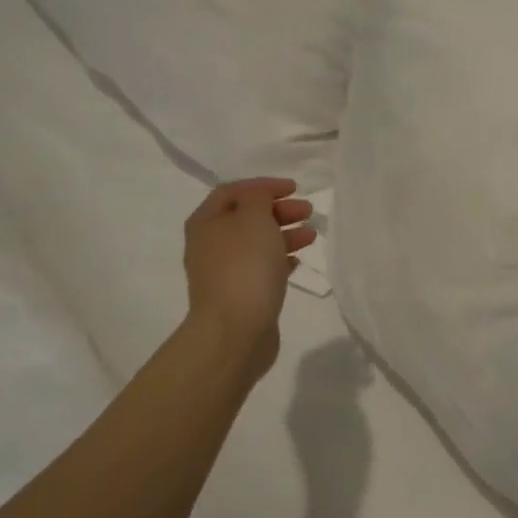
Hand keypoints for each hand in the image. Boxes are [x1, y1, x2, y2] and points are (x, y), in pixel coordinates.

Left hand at [182, 178, 316, 378]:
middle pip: (246, 217)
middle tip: (307, 212)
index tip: (295, 188)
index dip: (264, 186)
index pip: (234, 191)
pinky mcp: (239, 295)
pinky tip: (297, 261)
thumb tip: (259, 197)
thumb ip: (258, 198)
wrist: (235, 331)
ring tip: (311, 236)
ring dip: (284, 234)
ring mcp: (224, 272)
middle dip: (278, 210)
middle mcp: (210, 244)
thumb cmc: (244, 267)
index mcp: (206, 222)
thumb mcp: (253, 218)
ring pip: (256, 243)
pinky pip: (261, 268)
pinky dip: (280, 259)